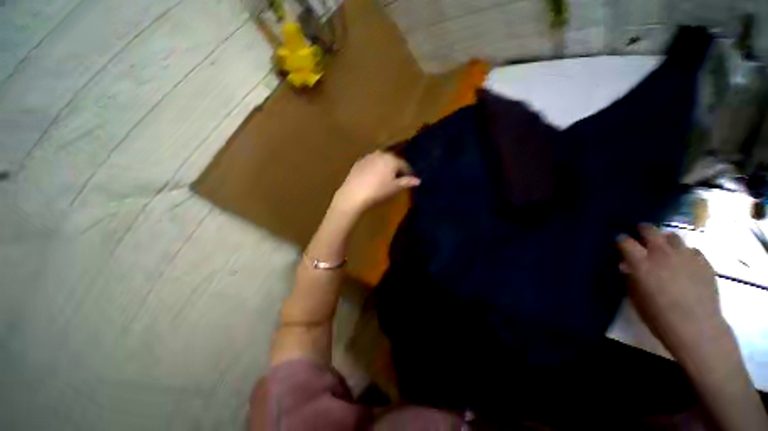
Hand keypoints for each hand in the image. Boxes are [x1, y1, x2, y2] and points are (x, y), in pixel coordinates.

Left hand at [332, 151, 419, 214]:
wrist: (354, 194)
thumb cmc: (378, 191)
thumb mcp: (395, 188)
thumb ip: (407, 182)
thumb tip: (418, 180)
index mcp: (392, 159)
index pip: (404, 165)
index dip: (408, 173)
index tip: (410, 180)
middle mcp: (381, 154)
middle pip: (393, 161)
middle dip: (396, 169)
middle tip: (398, 179)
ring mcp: (368, 157)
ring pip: (381, 161)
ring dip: (385, 168)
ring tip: (385, 179)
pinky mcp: (359, 162)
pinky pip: (371, 164)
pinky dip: (374, 169)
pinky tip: (372, 178)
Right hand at [617, 224, 726, 353]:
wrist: (697, 328)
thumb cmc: (660, 317)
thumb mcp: (636, 298)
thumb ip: (630, 278)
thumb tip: (627, 267)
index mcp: (641, 263)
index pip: (625, 241)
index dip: (620, 240)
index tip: (618, 242)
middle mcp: (662, 254)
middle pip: (650, 230)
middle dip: (642, 230)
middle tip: (640, 236)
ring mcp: (685, 256)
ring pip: (672, 236)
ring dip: (665, 241)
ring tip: (664, 250)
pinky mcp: (703, 262)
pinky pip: (692, 250)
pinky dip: (685, 253)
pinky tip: (684, 264)